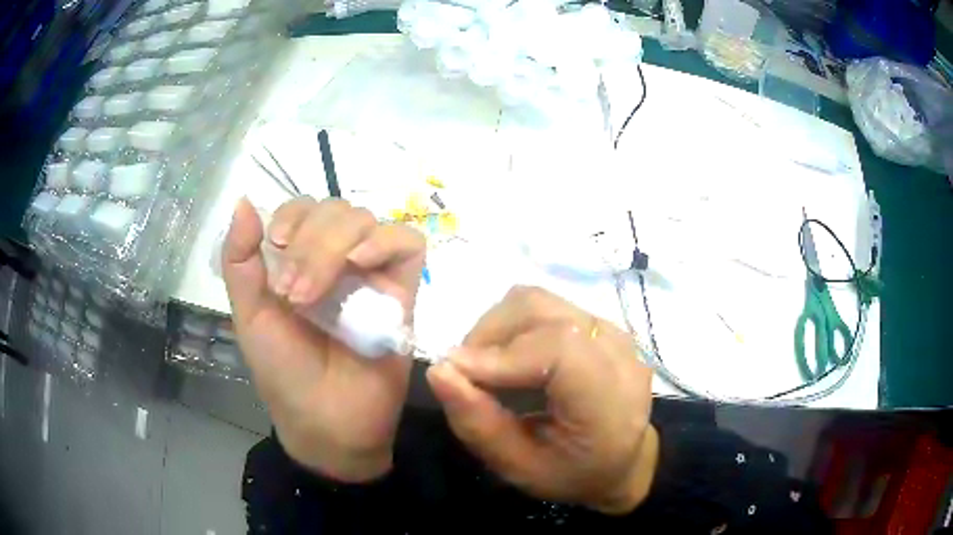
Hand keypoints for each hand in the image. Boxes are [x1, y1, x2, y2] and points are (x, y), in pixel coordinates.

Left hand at [223, 197, 425, 481]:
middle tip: (294, 294)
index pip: (304, 208)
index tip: (278, 246)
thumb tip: (242, 201)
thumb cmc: (283, 374)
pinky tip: (360, 263)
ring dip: (336, 246)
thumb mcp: (250, 315)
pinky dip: (384, 242)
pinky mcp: (404, 291)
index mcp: (301, 261)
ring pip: (367, 220)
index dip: (293, 215)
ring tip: (317, 296)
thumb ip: (240, 260)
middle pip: (337, 210)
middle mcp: (338, 260)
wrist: (327, 424)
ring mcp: (373, 273)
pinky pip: (408, 243)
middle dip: (311, 242)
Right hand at [427, 286, 657, 513]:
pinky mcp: (598, 322)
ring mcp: (611, 330)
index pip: (558, 348)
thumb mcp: (520, 469)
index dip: (500, 355)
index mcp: (610, 401)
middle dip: (489, 335)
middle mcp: (618, 352)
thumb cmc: (572, 473)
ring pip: (538, 300)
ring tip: (486, 365)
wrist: (622, 460)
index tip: (455, 372)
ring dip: (498, 326)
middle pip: (542, 311)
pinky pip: (545, 306)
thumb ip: (479, 425)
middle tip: (467, 374)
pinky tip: (510, 358)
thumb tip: (438, 371)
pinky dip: (513, 325)